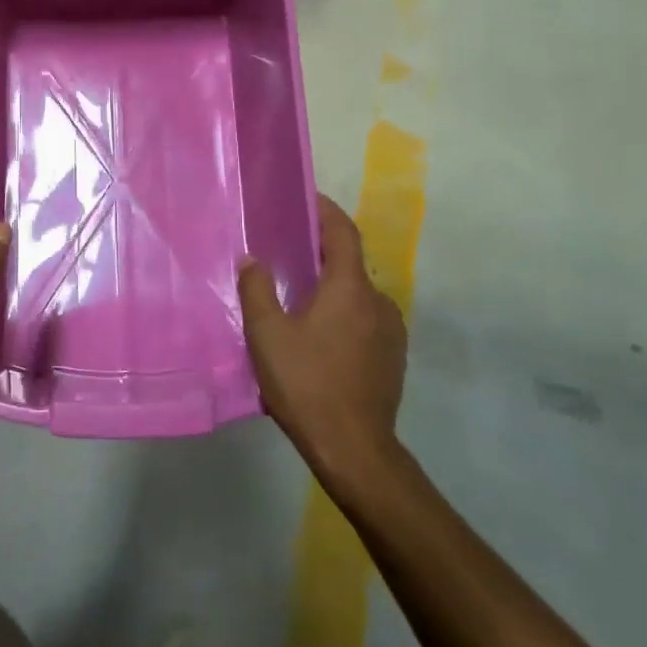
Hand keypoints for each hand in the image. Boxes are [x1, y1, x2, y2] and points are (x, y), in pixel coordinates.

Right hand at [238, 194, 407, 483]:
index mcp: (350, 289)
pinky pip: (364, 321)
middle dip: (321, 253)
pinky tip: (318, 336)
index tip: (307, 198)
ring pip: (357, 296)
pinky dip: (342, 314)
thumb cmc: (306, 383)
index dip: (326, 211)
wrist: (354, 449)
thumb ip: (257, 290)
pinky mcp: (393, 358)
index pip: (343, 233)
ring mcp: (390, 332)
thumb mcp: (267, 335)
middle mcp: (378, 302)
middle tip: (288, 253)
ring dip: (331, 289)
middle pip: (350, 264)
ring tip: (299, 298)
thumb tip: (253, 259)